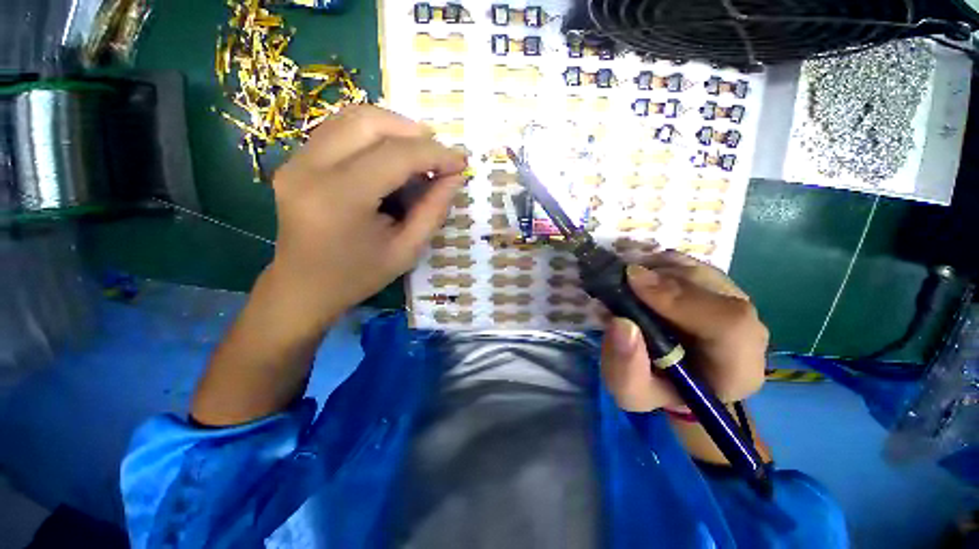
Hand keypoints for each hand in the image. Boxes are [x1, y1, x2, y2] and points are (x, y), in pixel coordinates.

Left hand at [267, 105, 467, 328]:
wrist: (303, 287)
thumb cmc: (358, 276)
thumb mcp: (407, 250)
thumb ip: (433, 210)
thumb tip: (455, 177)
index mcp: (340, 198)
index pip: (395, 155)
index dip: (435, 154)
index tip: (461, 162)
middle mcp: (310, 168)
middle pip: (368, 122)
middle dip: (413, 131)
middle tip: (440, 153)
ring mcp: (297, 160)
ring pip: (352, 118)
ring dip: (394, 128)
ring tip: (420, 154)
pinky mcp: (295, 161)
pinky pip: (340, 131)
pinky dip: (373, 135)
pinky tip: (391, 158)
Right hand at [600, 251, 768, 411]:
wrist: (674, 377)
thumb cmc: (655, 388)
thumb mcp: (632, 392)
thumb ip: (626, 367)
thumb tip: (620, 322)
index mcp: (736, 369)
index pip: (730, 325)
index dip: (680, 299)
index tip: (632, 282)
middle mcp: (747, 330)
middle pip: (708, 285)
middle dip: (657, 278)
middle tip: (621, 282)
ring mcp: (735, 302)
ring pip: (694, 268)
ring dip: (654, 270)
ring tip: (627, 285)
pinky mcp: (717, 285)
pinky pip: (687, 262)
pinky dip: (657, 263)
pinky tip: (640, 279)